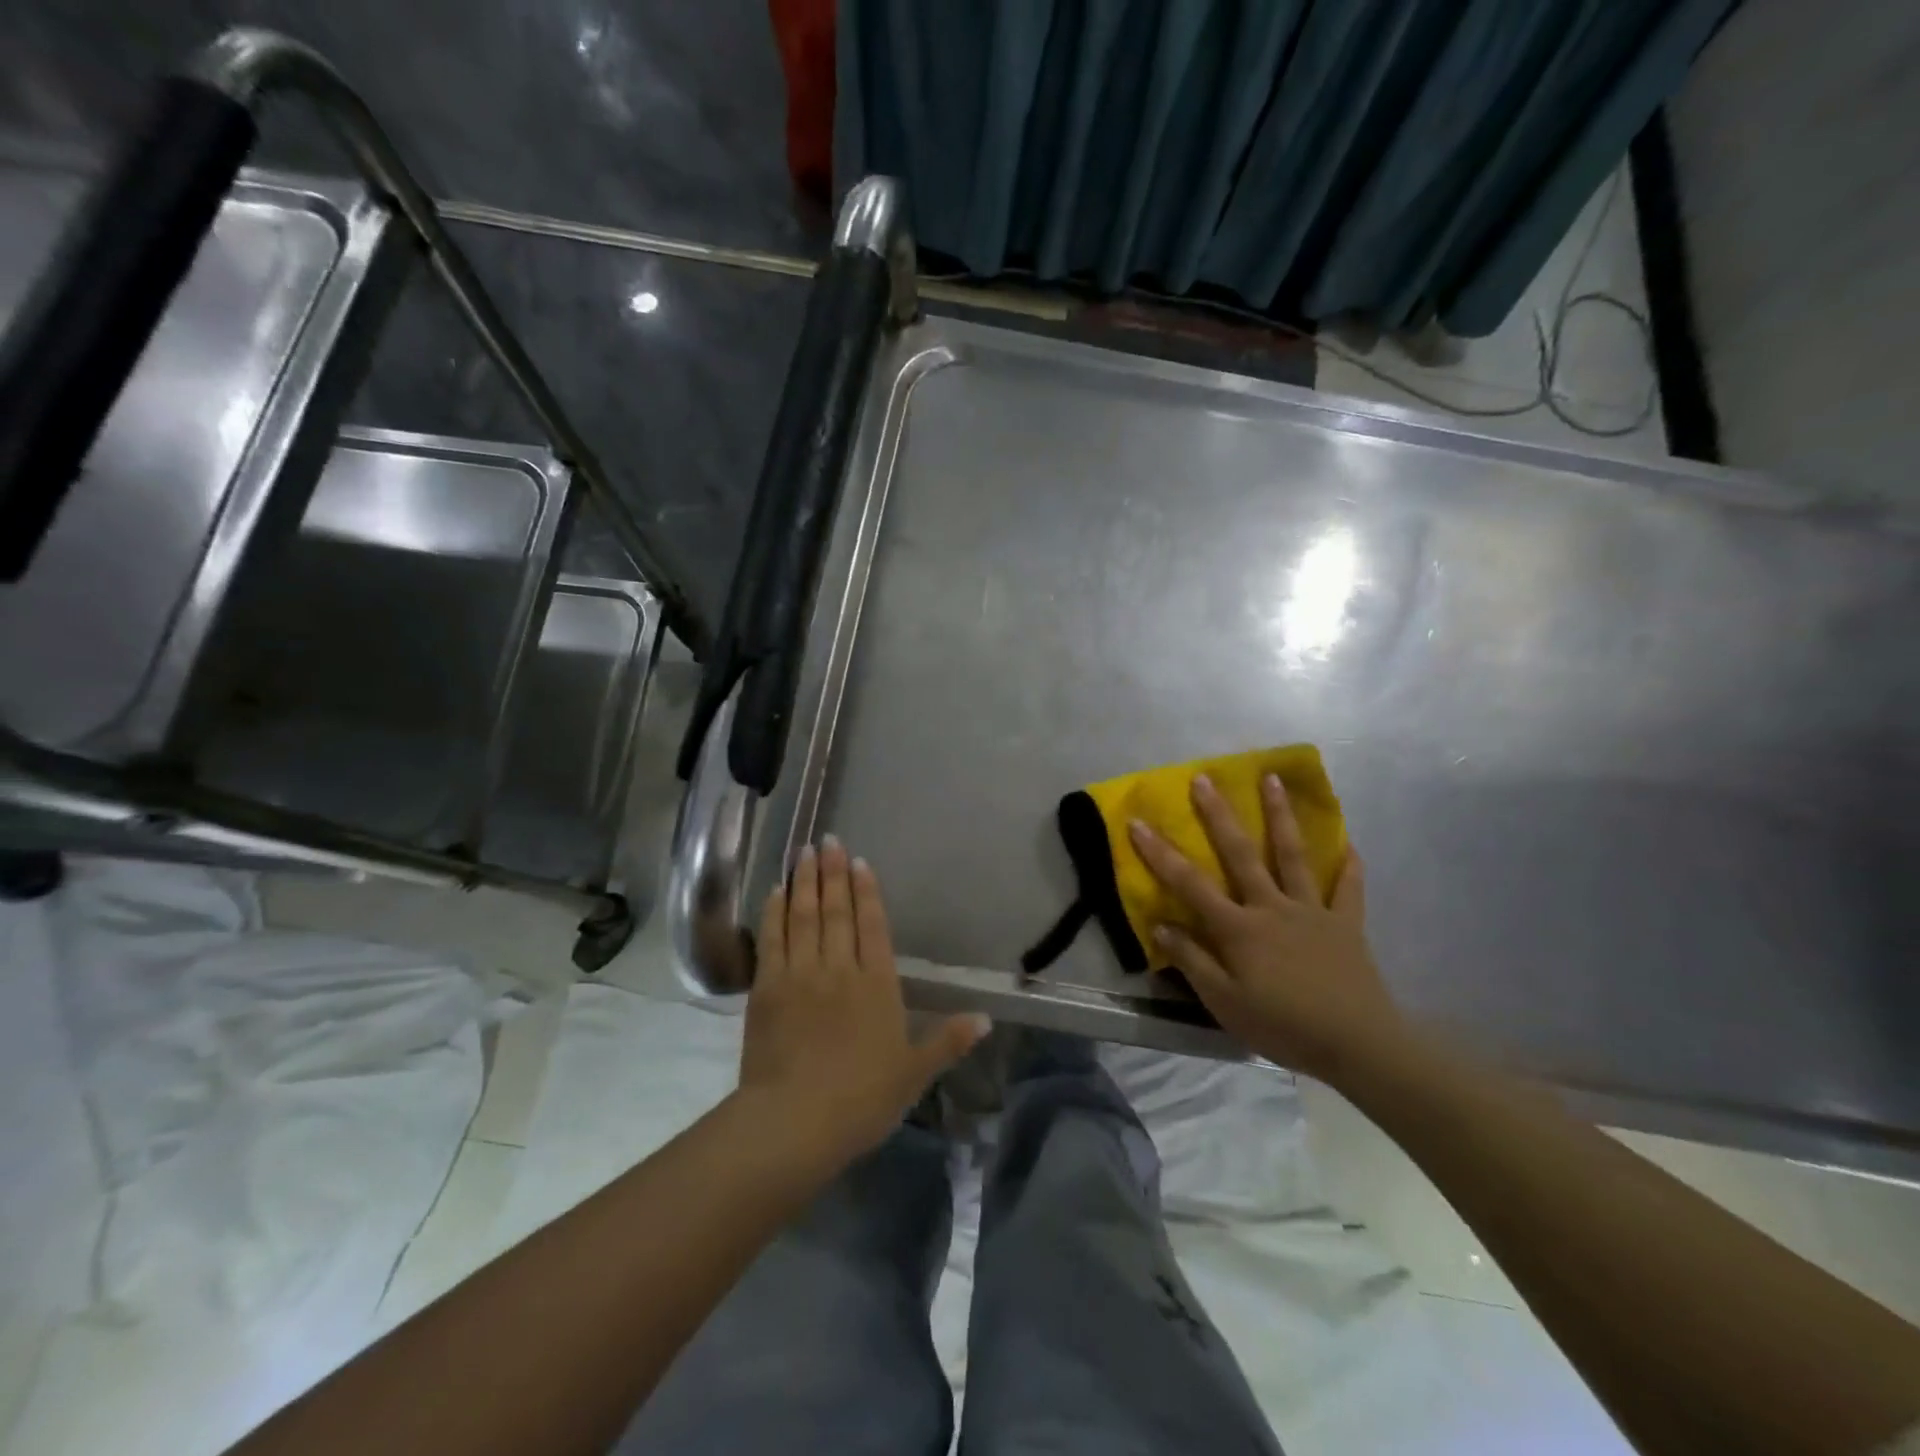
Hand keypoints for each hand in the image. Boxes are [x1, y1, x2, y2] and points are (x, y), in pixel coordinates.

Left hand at [740, 838, 989, 1163]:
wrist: (794, 1121)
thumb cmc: (861, 1099)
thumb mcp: (914, 1073)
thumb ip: (948, 1041)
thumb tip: (987, 1018)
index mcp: (877, 984)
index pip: (873, 925)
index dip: (867, 891)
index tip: (860, 861)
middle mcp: (839, 968)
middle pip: (837, 911)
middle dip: (834, 873)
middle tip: (829, 840)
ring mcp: (800, 974)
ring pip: (803, 916)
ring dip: (805, 882)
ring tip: (804, 851)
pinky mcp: (766, 988)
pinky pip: (772, 939)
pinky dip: (774, 913)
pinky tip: (776, 892)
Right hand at [1128, 773, 1406, 1084]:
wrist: (1357, 1044)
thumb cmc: (1282, 1026)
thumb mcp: (1224, 1002)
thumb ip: (1192, 961)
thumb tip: (1161, 924)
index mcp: (1239, 928)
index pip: (1190, 883)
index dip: (1160, 853)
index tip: (1137, 822)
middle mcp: (1272, 907)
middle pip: (1240, 853)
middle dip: (1219, 814)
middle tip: (1204, 778)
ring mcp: (1312, 910)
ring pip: (1293, 855)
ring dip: (1281, 815)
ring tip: (1273, 779)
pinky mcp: (1346, 924)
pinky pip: (1348, 889)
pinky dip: (1348, 865)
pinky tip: (1348, 843)